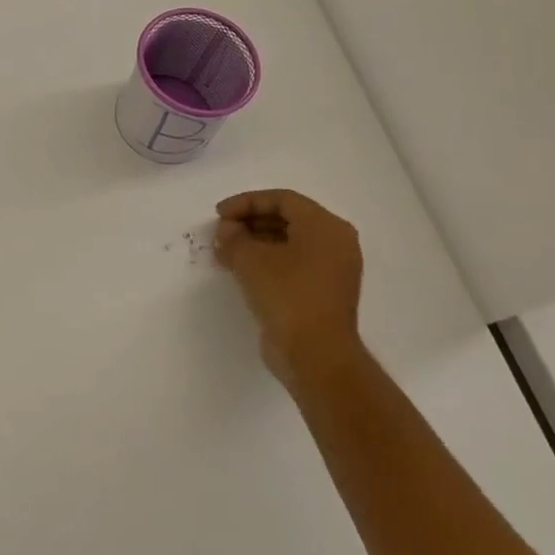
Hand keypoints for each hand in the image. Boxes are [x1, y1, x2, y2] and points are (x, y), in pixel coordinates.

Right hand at [213, 190, 366, 387]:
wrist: (315, 354)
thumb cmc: (287, 295)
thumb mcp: (250, 260)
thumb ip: (233, 237)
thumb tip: (226, 231)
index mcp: (325, 226)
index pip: (282, 199)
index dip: (246, 202)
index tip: (219, 214)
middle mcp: (335, 242)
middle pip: (287, 219)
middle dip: (250, 222)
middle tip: (221, 232)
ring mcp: (332, 269)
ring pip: (289, 243)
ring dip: (255, 243)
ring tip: (224, 251)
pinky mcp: (324, 292)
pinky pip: (293, 265)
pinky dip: (268, 262)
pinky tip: (240, 270)